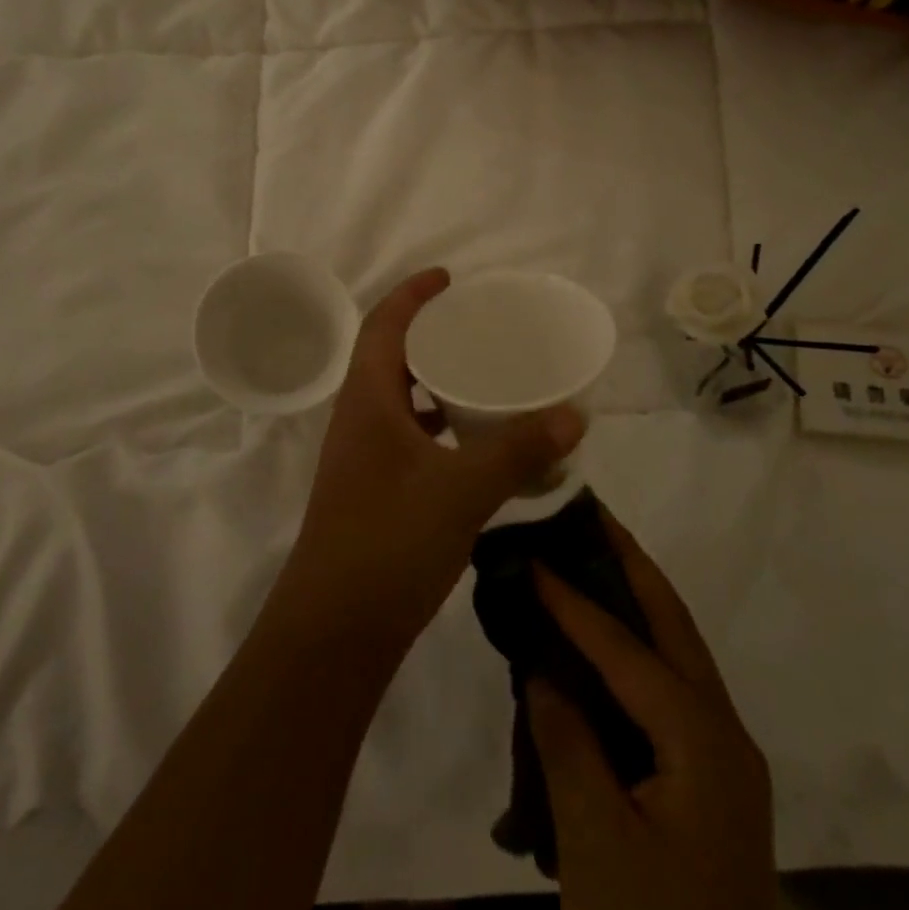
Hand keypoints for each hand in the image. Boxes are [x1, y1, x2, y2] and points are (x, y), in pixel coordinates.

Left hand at [280, 269, 585, 643]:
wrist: (335, 630)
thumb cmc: (389, 541)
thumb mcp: (462, 489)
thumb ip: (518, 450)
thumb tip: (573, 415)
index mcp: (367, 400)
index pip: (383, 325)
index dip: (413, 294)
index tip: (450, 279)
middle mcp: (360, 420)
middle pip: (392, 358)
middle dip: (431, 336)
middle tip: (480, 330)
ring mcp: (364, 458)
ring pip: (402, 402)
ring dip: (437, 385)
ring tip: (486, 380)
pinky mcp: (374, 491)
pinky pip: (411, 440)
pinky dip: (442, 429)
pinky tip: (477, 447)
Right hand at [528, 515, 786, 909]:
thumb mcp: (596, 843)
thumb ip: (567, 742)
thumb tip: (543, 671)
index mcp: (703, 740)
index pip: (626, 649)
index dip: (574, 599)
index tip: (532, 551)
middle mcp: (724, 734)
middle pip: (674, 626)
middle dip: (632, 565)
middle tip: (590, 514)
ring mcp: (723, 760)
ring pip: (678, 655)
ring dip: (638, 602)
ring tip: (594, 556)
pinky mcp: (709, 784)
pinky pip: (671, 692)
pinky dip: (638, 653)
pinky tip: (604, 647)